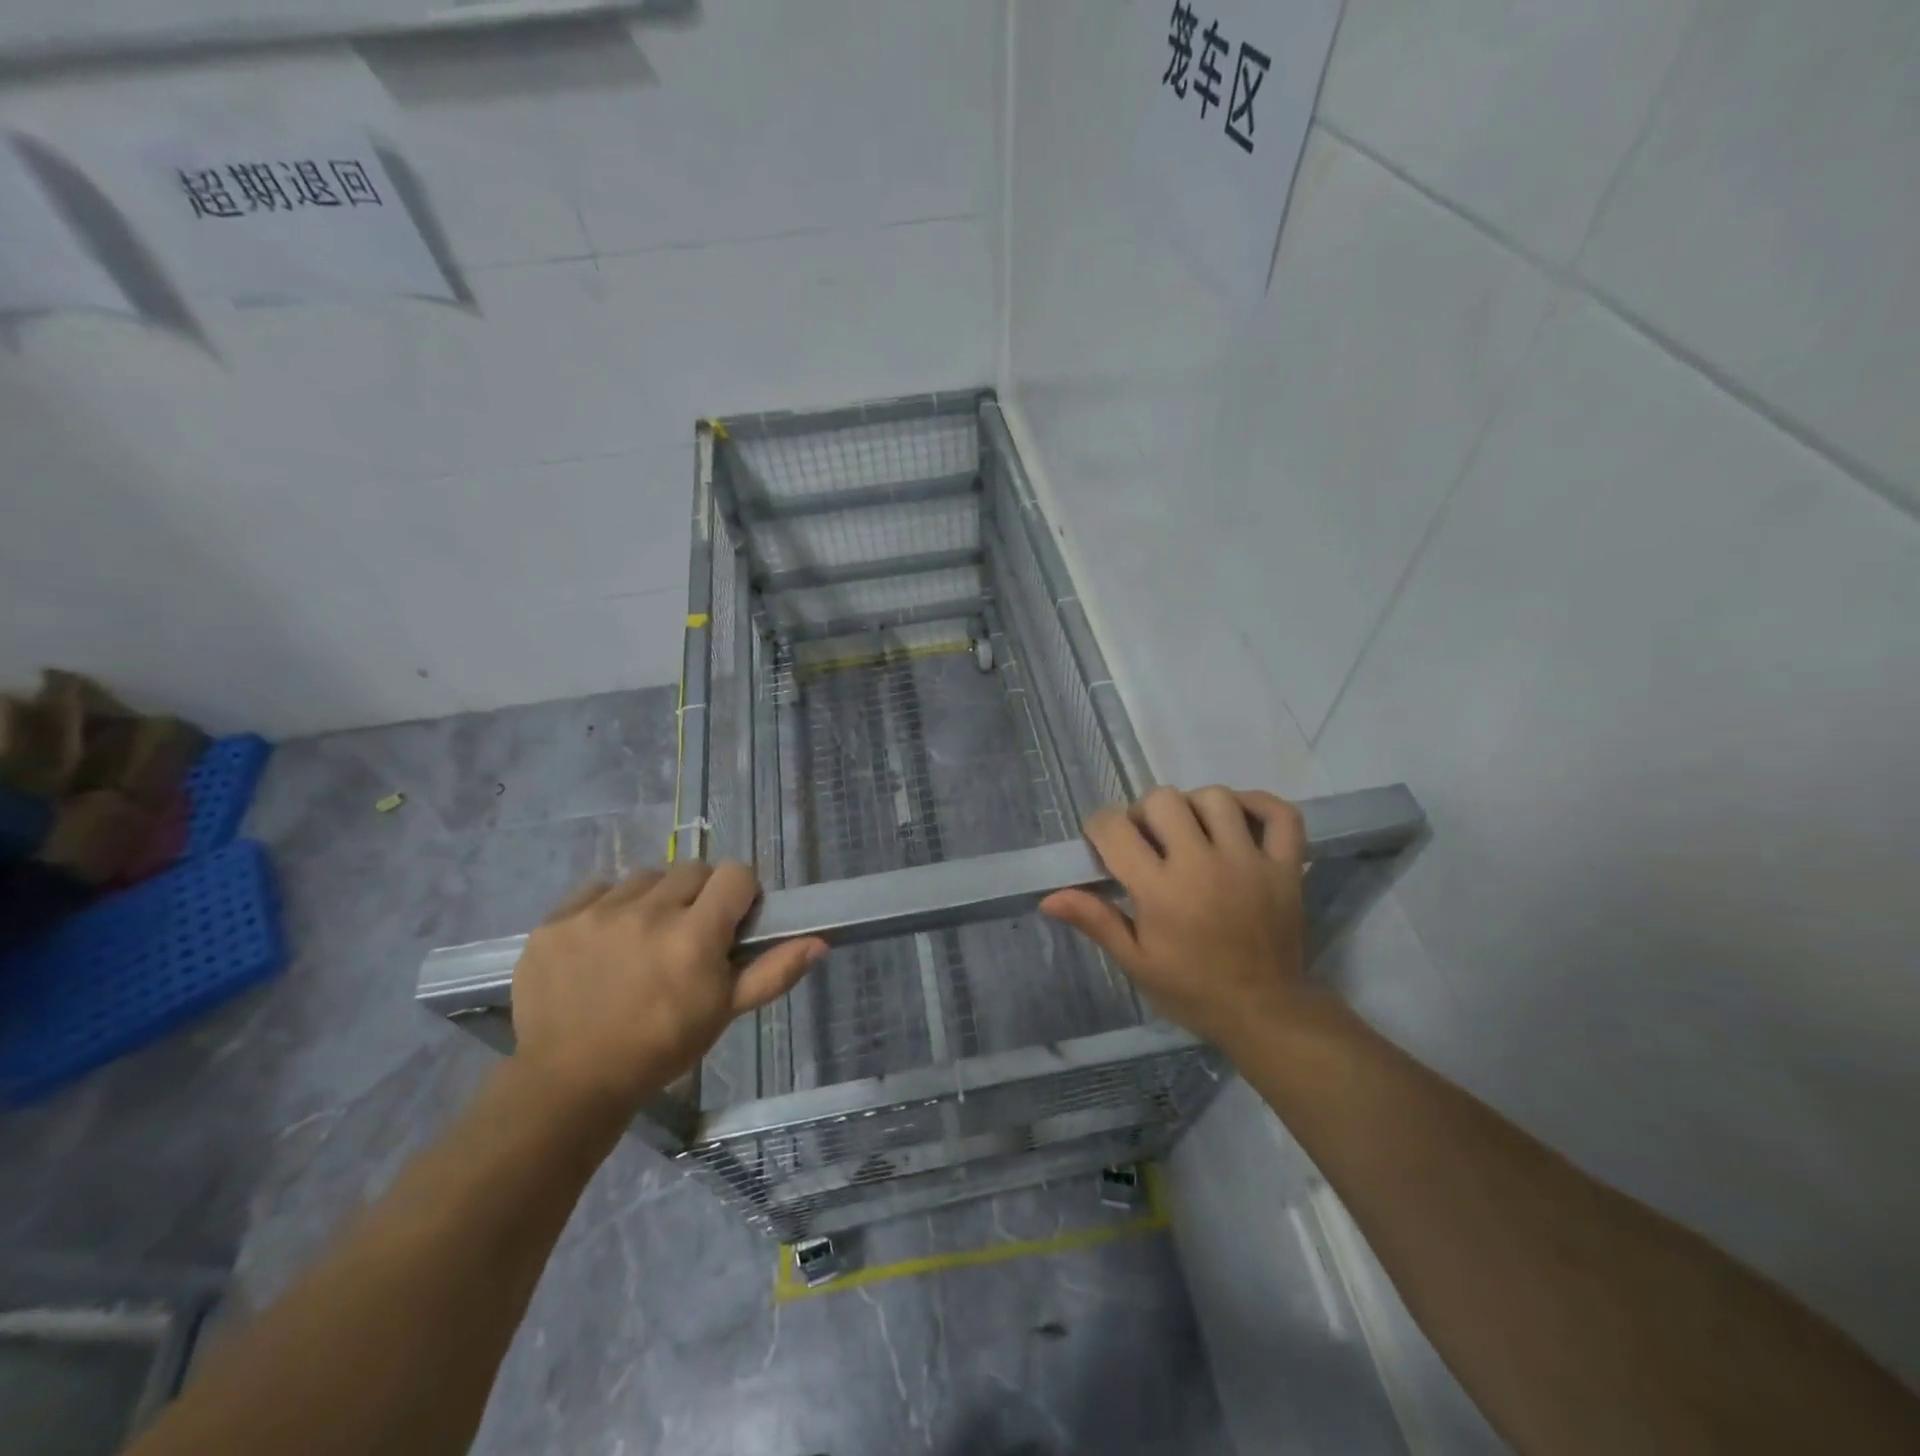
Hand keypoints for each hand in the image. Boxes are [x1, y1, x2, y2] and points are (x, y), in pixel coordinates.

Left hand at [510, 862, 826, 1120]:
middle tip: (688, 935)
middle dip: (699, 896)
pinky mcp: (556, 920)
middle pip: (692, 870)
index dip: (741, 893)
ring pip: (645, 877)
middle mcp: (648, 912)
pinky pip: (597, 888)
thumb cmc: (660, 1048)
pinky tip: (604, 943)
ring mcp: (597, 913)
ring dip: (654, 899)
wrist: (568, 1082)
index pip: (736, 873)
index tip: (732, 921)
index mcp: (694, 936)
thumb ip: (773, 972)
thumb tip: (820, 941)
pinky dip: (608, 907)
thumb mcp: (724, 1013)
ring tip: (643, 939)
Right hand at [1042, 786, 1311, 1052]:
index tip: (1103, 843)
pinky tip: (1237, 818)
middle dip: (1145, 813)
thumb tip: (1048, 897)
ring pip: (1216, 798)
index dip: (1100, 827)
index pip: (1115, 829)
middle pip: (1164, 800)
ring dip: (1194, 807)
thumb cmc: (1192, 990)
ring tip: (1191, 832)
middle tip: (1147, 840)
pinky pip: (1280, 814)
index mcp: (1160, 890)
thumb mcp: (1136, 962)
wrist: (1264, 1014)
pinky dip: (1258, 804)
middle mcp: (1203, 864)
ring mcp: (1249, 861)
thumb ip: (1096, 921)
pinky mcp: (1285, 866)